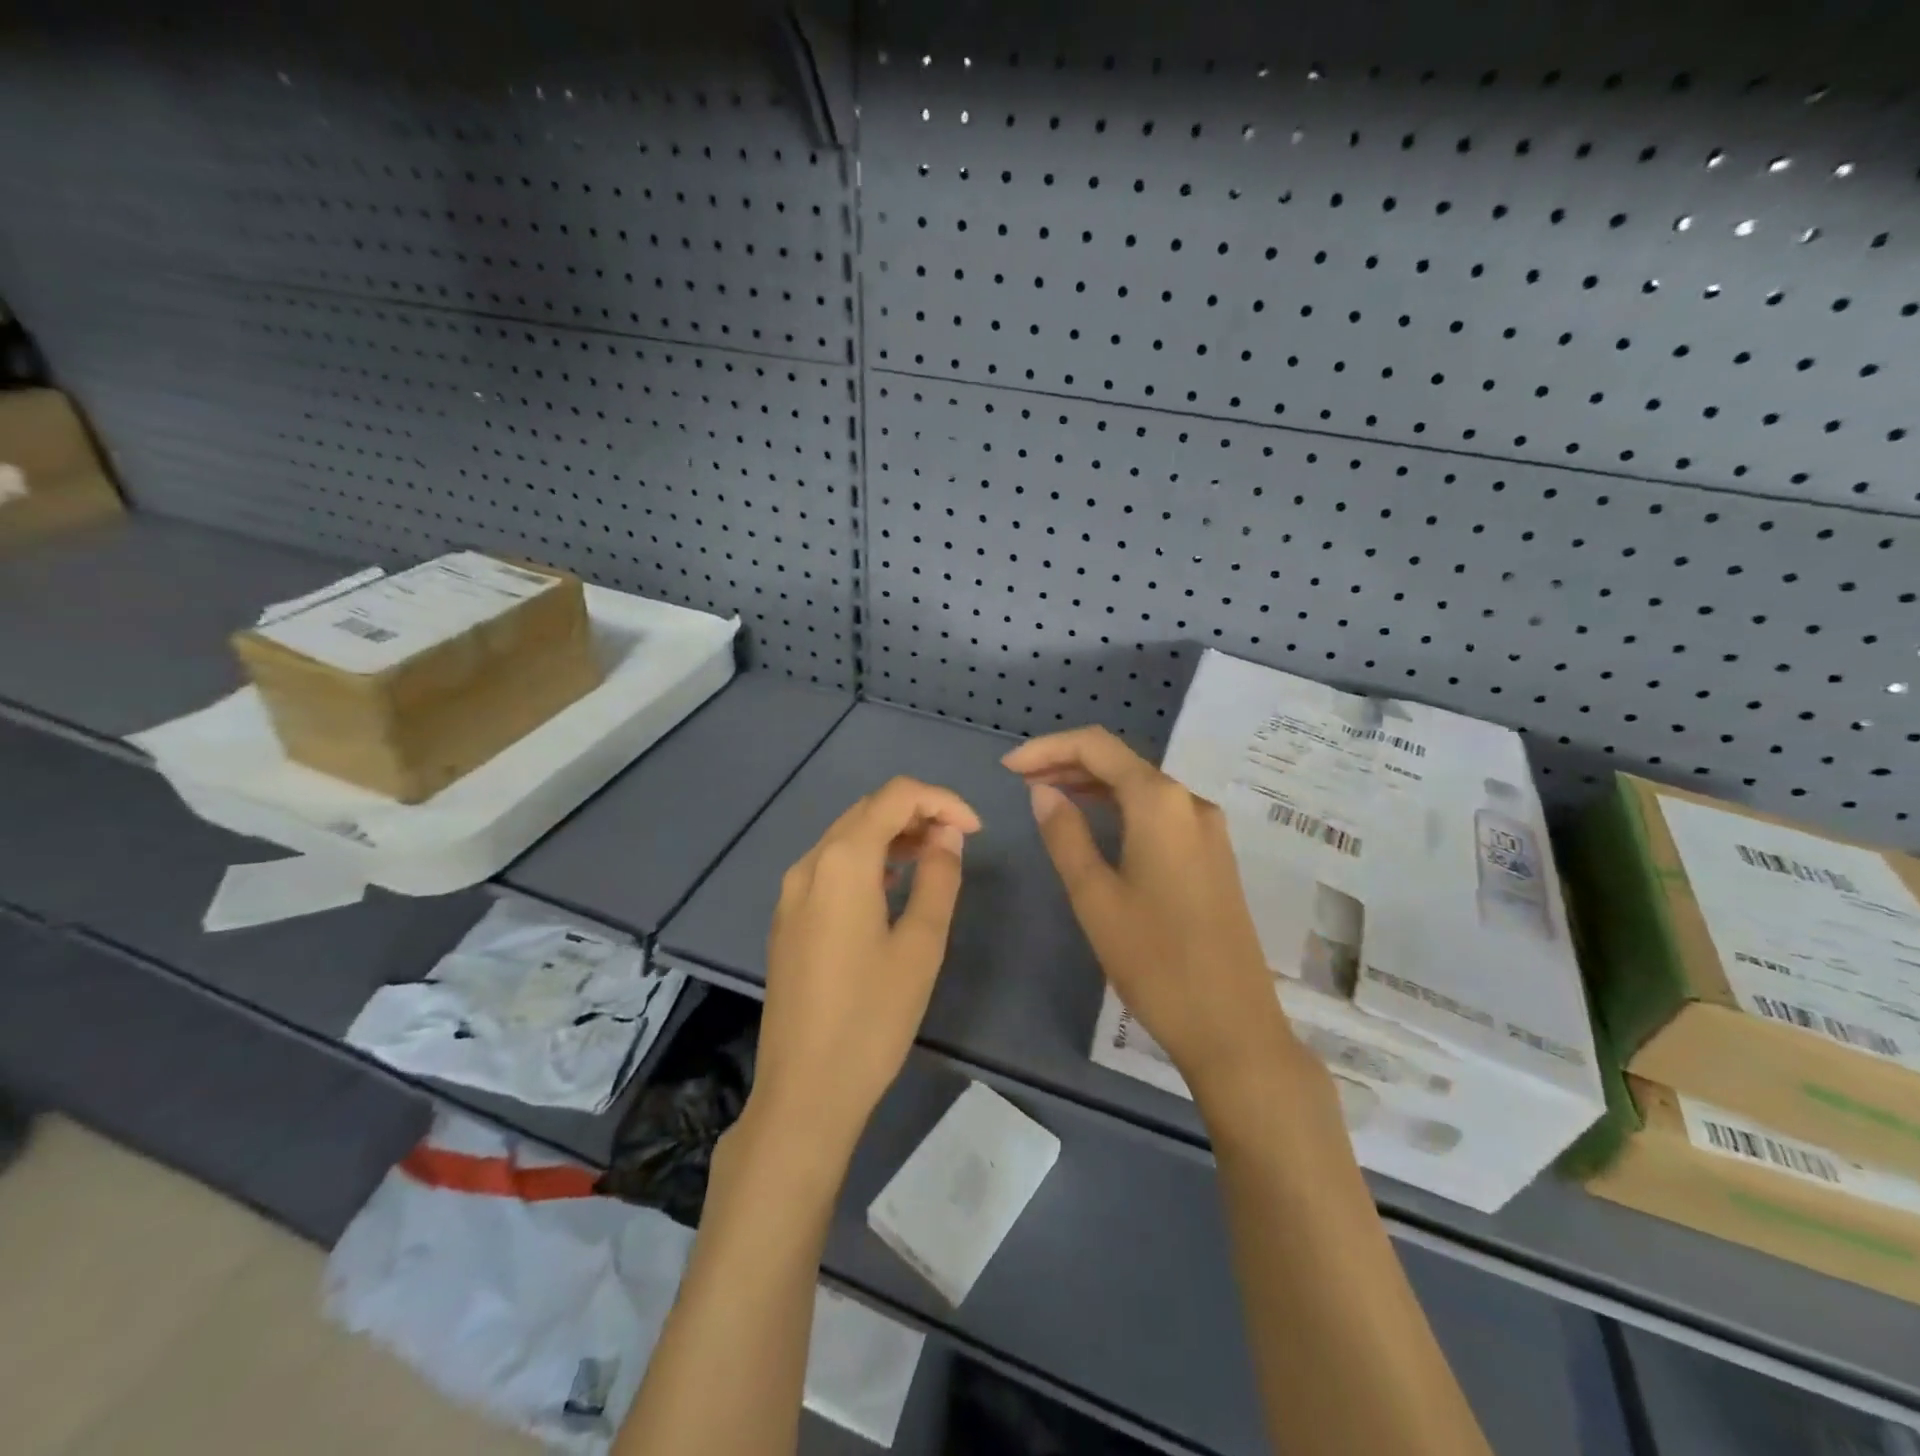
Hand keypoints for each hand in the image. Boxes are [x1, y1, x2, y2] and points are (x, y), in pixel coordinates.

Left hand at [750, 776, 980, 1163]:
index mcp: (842, 862)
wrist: (804, 1091)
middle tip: (958, 844)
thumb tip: (947, 835)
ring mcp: (791, 891)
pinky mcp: (787, 918)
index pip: (895, 795)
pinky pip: (830, 866)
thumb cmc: (872, 1018)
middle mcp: (809, 863)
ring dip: (892, 835)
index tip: (975, 832)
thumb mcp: (921, 945)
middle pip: (868, 810)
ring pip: (847, 836)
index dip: (942, 800)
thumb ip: (938, 877)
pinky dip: (867, 859)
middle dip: (917, 813)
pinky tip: (892, 886)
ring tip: (933, 861)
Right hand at [1003, 727, 1298, 1098]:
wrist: (1233, 1026)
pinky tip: (1095, 825)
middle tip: (1020, 783)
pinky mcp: (1213, 856)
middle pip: (1121, 762)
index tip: (1008, 768)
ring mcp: (1207, 829)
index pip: (1097, 747)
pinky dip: (1120, 809)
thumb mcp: (1095, 896)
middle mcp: (1190, 803)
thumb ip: (1066, 835)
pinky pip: (1159, 813)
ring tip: (1047, 798)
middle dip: (1067, 764)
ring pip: (1141, 787)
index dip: (1048, 748)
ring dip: (1093, 786)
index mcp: (1160, 803)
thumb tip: (1042, 791)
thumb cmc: (1155, 961)